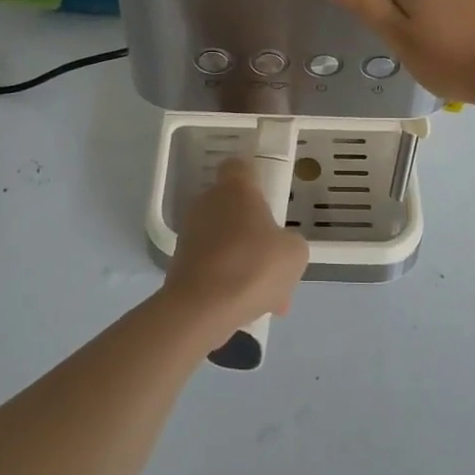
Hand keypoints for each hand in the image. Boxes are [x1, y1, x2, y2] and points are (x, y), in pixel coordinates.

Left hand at [163, 159, 309, 339]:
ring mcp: (190, 233)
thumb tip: (279, 248)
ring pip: (226, 241)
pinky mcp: (180, 262)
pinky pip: (214, 266)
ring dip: (244, 261)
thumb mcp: (295, 252)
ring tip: (268, 296)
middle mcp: (207, 202)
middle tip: (274, 260)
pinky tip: (248, 308)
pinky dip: (228, 282)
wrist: (202, 308)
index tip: (269, 201)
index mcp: (235, 189)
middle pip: (234, 208)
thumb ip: (290, 242)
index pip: (240, 166)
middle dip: (254, 232)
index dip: (255, 180)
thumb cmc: (254, 265)